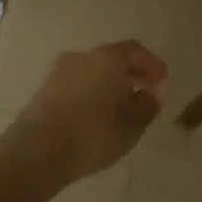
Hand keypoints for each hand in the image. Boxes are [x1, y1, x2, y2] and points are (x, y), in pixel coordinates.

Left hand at [10, 39, 168, 182]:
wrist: (38, 151)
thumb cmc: (94, 134)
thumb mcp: (132, 125)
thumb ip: (146, 106)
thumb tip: (149, 95)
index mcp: (107, 59)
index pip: (134, 50)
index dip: (151, 63)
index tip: (162, 79)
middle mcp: (82, 58)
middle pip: (111, 59)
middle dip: (130, 73)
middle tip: (145, 89)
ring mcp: (59, 73)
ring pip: (92, 72)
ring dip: (109, 84)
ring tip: (121, 105)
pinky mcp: (44, 91)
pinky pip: (76, 85)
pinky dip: (91, 93)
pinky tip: (97, 113)